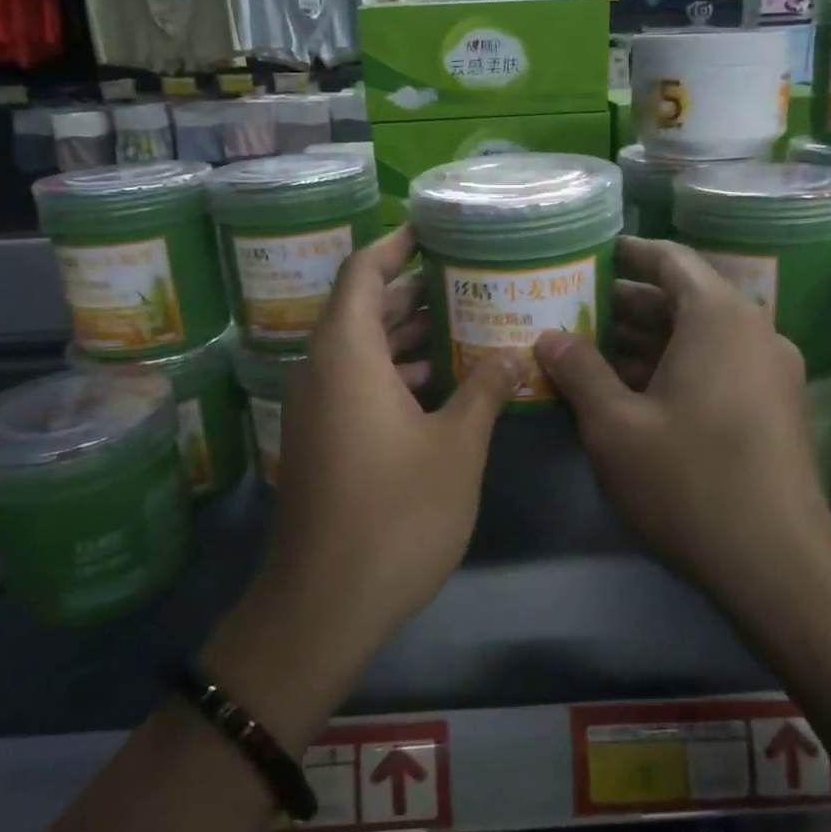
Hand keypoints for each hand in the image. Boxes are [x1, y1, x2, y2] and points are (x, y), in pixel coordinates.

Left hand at [257, 227, 518, 660]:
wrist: (324, 602)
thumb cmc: (396, 513)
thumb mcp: (456, 446)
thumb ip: (485, 390)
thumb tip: (515, 354)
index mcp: (346, 354)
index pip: (362, 272)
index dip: (394, 245)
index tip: (431, 229)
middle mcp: (321, 370)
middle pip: (361, 308)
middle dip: (410, 290)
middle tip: (465, 277)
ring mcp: (315, 408)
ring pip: (359, 349)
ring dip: (404, 334)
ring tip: (462, 323)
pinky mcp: (320, 440)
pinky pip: (354, 383)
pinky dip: (392, 372)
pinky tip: (439, 384)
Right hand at [534, 236, 830, 600]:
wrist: (778, 565)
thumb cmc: (688, 480)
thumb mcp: (615, 425)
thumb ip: (579, 370)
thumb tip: (548, 336)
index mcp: (719, 318)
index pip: (671, 260)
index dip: (628, 253)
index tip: (590, 255)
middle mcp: (752, 332)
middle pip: (683, 299)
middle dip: (626, 304)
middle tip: (573, 309)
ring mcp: (768, 372)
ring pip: (699, 337)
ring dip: (647, 340)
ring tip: (590, 350)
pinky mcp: (772, 408)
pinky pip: (716, 366)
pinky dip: (673, 367)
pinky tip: (630, 392)